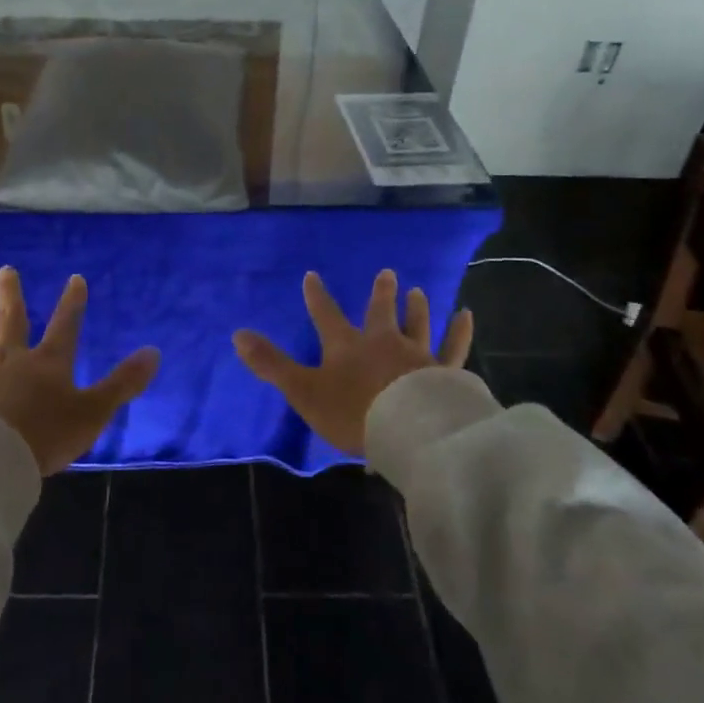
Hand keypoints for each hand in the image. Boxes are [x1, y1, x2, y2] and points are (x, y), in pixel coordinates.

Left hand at [0, 267, 160, 475]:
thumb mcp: (94, 411)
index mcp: (48, 364)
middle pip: (12, 322)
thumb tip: (154, 352)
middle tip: (5, 270)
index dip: (72, 303)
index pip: (65, 325)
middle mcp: (12, 363)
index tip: (75, 279)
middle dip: (12, 296)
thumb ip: (123, 383)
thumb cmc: (46, 435)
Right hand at [233, 270, 473, 455]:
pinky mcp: (443, 372)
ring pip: (417, 324)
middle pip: (380, 312)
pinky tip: (466, 315)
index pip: (326, 315)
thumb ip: (272, 364)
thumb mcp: (304, 391)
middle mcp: (382, 342)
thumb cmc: (353, 411)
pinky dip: (459, 331)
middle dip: (381, 294)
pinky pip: (453, 347)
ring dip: (416, 308)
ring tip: (419, 290)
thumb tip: (237, 334)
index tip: (312, 276)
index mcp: (346, 346)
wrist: (407, 430)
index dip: (317, 296)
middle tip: (388, 272)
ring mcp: (416, 355)